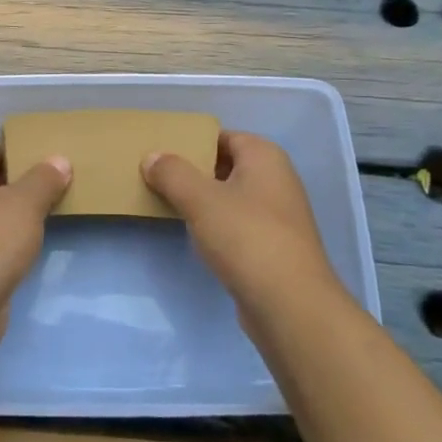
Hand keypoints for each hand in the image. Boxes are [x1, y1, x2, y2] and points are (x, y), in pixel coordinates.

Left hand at [0, 143, 70, 342]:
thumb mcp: (26, 202)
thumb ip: (46, 178)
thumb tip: (60, 160)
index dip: (26, 155)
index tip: (57, 165)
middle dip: (26, 185)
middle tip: (63, 187)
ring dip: (19, 215)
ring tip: (56, 212)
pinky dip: (10, 240)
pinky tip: (34, 244)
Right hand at [142, 132, 341, 312]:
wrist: (290, 305)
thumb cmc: (246, 237)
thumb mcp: (201, 199)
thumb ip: (172, 173)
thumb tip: (152, 157)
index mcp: (264, 156)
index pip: (222, 136)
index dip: (191, 142)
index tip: (160, 152)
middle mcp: (276, 179)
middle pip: (226, 165)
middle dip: (193, 171)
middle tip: (155, 176)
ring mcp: (277, 215)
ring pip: (230, 197)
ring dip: (202, 200)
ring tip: (166, 202)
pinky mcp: (272, 246)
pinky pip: (237, 224)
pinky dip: (215, 225)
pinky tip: (193, 235)